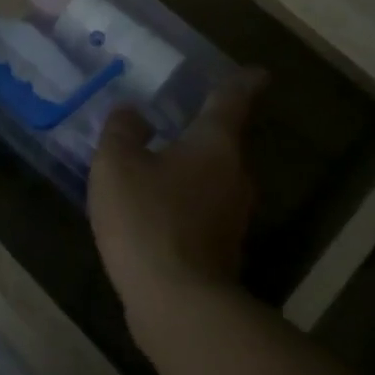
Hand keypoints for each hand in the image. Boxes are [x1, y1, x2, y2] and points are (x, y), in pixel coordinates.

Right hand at [88, 69, 267, 325]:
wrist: (178, 303)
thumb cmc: (148, 218)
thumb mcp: (117, 164)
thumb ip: (122, 131)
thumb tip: (133, 114)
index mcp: (215, 144)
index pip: (232, 101)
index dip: (243, 82)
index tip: (257, 71)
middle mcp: (235, 176)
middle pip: (224, 144)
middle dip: (204, 133)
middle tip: (177, 121)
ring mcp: (233, 217)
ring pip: (213, 180)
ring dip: (190, 171)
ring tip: (156, 167)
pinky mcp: (223, 251)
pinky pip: (203, 211)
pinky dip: (183, 204)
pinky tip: (154, 212)